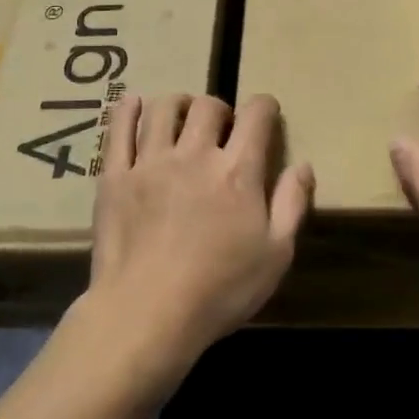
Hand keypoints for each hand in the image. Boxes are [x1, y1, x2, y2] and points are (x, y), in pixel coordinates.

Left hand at [83, 93, 312, 388]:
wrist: (145, 314)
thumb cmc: (219, 290)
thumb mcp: (275, 255)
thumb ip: (292, 204)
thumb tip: (304, 165)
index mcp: (238, 171)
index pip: (257, 114)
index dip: (265, 107)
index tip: (265, 116)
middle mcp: (195, 154)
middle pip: (208, 106)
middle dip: (220, 108)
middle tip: (221, 129)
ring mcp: (151, 162)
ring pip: (163, 108)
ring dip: (178, 104)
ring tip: (181, 118)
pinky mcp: (115, 176)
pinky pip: (118, 129)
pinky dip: (127, 110)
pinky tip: (133, 104)